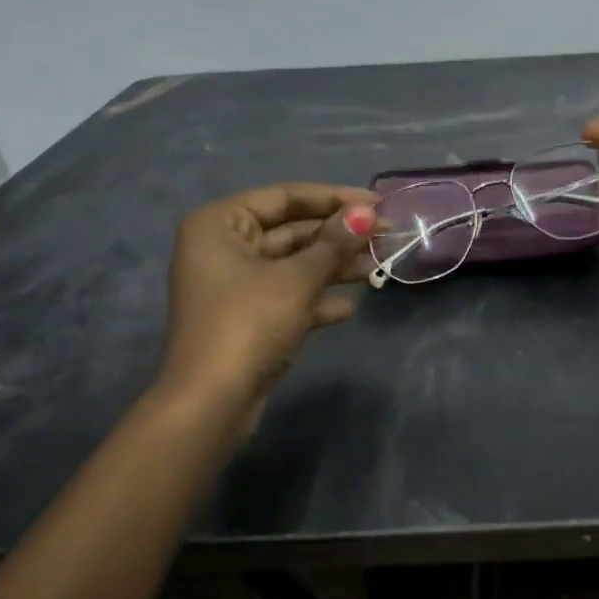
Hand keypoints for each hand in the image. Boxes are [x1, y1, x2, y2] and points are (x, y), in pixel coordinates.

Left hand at [158, 182, 377, 407]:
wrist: (212, 401)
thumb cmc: (248, 324)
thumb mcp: (297, 279)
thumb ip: (334, 244)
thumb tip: (367, 213)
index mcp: (220, 224)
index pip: (285, 197)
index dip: (333, 198)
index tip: (376, 203)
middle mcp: (222, 248)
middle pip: (290, 230)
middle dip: (338, 235)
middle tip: (385, 235)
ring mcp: (234, 286)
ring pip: (293, 265)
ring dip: (334, 266)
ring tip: (377, 267)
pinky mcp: (247, 319)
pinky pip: (288, 297)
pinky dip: (317, 299)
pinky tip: (350, 307)